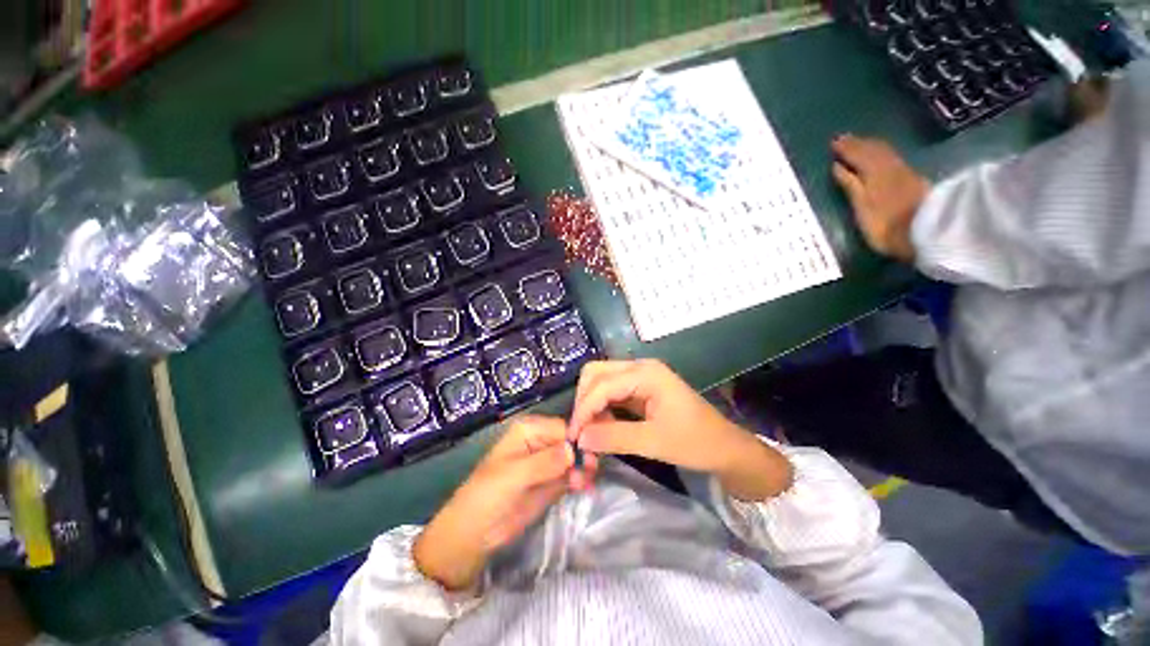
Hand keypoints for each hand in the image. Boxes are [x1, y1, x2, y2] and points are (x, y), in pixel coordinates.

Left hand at [414, 416, 585, 589]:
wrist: (474, 533)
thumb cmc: (488, 494)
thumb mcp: (514, 475)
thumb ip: (544, 462)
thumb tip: (573, 450)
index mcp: (530, 430)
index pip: (562, 427)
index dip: (578, 438)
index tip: (592, 452)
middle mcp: (541, 441)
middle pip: (571, 441)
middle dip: (584, 454)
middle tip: (592, 469)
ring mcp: (548, 462)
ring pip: (575, 459)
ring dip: (585, 468)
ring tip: (587, 483)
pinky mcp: (552, 482)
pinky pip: (572, 476)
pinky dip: (581, 480)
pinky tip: (586, 488)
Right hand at [568, 359, 791, 500]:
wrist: (726, 448)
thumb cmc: (696, 442)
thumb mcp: (654, 443)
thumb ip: (614, 437)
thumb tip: (580, 439)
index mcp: (646, 373)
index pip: (602, 384)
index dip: (584, 409)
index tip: (573, 437)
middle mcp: (639, 368)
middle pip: (596, 374)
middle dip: (584, 401)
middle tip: (581, 432)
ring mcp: (640, 377)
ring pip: (601, 381)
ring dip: (591, 405)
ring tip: (591, 433)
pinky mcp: (640, 389)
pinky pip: (611, 392)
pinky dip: (601, 408)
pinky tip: (602, 427)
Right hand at [831, 134, 929, 262]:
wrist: (928, 233)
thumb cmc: (886, 226)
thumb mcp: (862, 208)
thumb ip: (850, 185)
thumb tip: (837, 166)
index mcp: (873, 173)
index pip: (858, 155)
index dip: (846, 149)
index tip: (834, 142)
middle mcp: (889, 167)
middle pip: (873, 150)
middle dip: (858, 144)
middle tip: (844, 139)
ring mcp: (903, 172)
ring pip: (884, 152)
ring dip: (870, 146)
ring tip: (859, 143)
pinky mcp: (913, 179)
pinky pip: (892, 158)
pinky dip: (882, 153)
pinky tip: (880, 154)